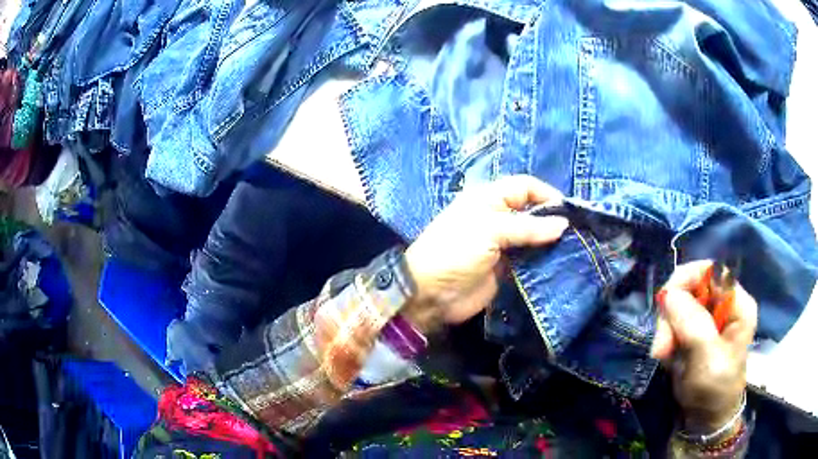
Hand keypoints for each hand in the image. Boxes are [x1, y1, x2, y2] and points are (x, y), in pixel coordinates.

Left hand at [402, 175, 568, 333]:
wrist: (431, 293)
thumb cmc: (456, 251)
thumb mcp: (490, 231)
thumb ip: (528, 227)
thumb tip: (563, 224)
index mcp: (490, 198)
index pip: (525, 186)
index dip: (547, 194)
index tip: (568, 211)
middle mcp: (498, 216)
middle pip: (532, 211)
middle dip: (553, 219)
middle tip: (578, 233)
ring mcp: (503, 243)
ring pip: (534, 236)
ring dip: (551, 241)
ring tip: (575, 248)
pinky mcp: (506, 267)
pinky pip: (530, 259)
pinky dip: (544, 260)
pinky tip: (561, 263)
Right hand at [651, 261, 756, 431]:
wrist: (705, 419)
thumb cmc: (714, 389)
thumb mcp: (708, 359)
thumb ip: (693, 324)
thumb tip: (669, 294)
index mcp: (737, 303)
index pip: (711, 270)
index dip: (686, 279)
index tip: (664, 304)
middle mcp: (723, 304)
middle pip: (691, 287)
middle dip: (672, 313)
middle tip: (662, 346)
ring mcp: (708, 318)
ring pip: (679, 305)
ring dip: (666, 328)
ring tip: (662, 355)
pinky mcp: (695, 331)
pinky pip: (674, 322)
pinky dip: (666, 337)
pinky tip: (667, 356)